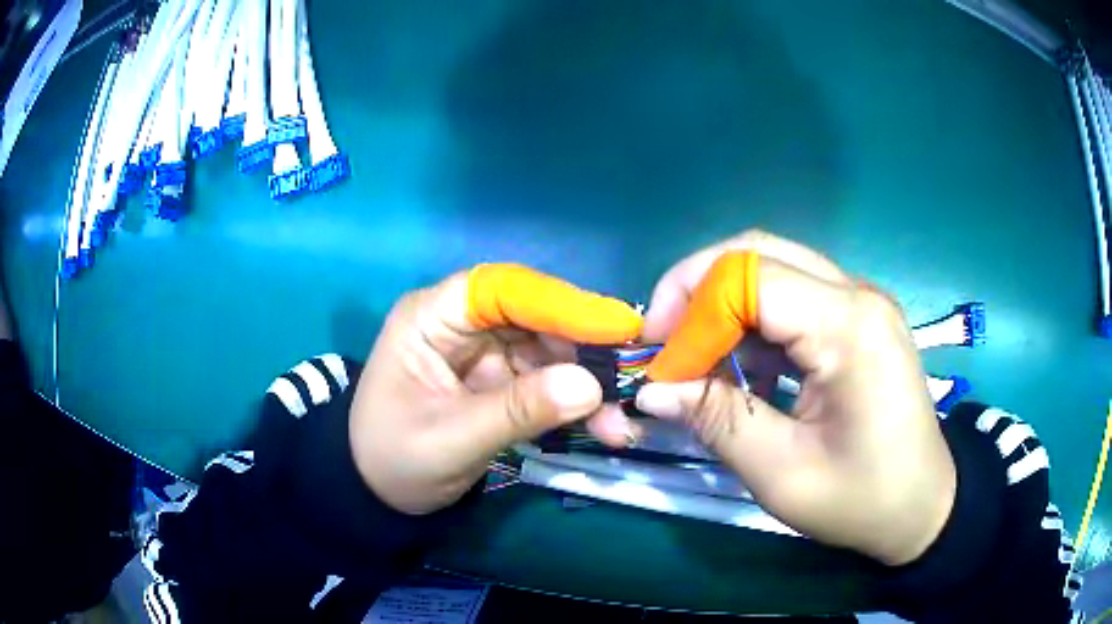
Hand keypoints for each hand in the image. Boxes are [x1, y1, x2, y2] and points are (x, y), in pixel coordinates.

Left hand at [349, 264, 642, 514]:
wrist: (379, 494)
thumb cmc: (395, 459)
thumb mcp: (451, 440)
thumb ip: (517, 411)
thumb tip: (590, 386)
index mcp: (432, 317)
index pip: (501, 289)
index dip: (560, 303)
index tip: (615, 328)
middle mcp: (460, 323)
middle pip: (534, 317)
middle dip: (582, 350)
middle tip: (629, 380)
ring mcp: (483, 351)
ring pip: (548, 349)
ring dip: (586, 382)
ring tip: (620, 421)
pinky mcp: (499, 380)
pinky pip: (545, 380)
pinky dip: (574, 402)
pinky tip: (602, 426)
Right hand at [636, 231, 955, 565]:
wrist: (923, 505)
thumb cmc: (862, 498)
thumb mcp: (782, 472)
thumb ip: (717, 419)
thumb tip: (653, 389)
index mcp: (849, 326)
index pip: (750, 277)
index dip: (690, 311)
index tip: (658, 364)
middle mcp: (857, 294)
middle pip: (759, 252)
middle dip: (698, 289)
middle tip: (665, 342)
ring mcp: (860, 302)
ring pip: (773, 268)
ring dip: (724, 305)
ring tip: (698, 360)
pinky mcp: (858, 318)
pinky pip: (793, 296)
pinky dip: (754, 322)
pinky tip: (744, 368)